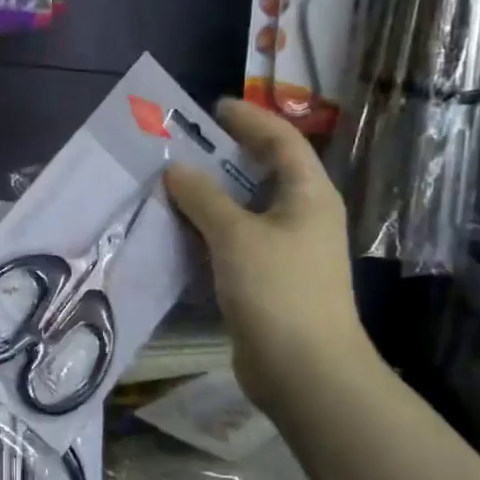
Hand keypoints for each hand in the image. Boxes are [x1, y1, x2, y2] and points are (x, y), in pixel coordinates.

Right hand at [164, 99, 371, 415]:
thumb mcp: (236, 235)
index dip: (249, 120)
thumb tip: (176, 169)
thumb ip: (203, 198)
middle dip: (223, 159)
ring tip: (170, 187)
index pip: (281, 141)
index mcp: (308, 194)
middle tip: (182, 148)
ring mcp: (287, 252)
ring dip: (210, 200)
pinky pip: (235, 245)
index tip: (213, 108)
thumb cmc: (277, 290)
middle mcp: (302, 217)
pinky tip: (178, 235)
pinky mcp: (269, 282)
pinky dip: (209, 235)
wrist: (304, 371)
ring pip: (245, 212)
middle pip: (262, 174)